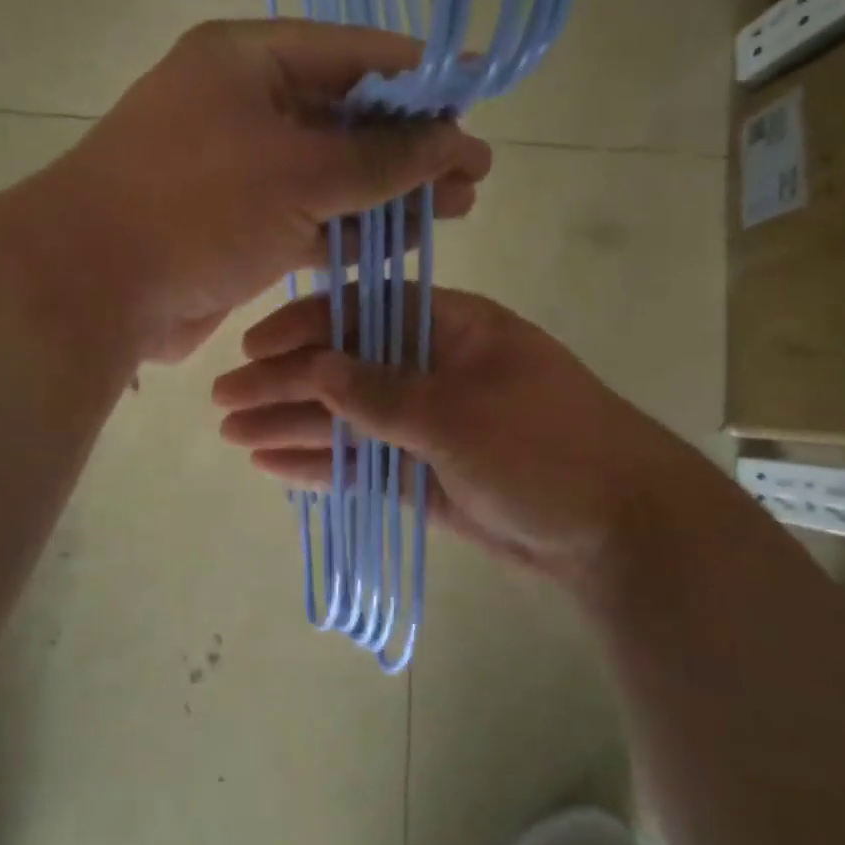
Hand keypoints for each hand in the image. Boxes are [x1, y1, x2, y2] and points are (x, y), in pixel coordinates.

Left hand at [52, 21, 492, 361]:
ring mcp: (238, 169)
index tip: (478, 92)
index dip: (421, 75)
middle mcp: (242, 106)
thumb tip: (454, 141)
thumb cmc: (196, 205)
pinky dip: (352, 227)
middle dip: (412, 144)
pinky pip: (308, 216)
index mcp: (248, 62)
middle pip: (345, 116)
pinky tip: (402, 238)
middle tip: (474, 171)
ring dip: (389, 190)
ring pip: (331, 173)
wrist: (93, 287)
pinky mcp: (237, 224)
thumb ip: (383, 157)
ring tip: (457, 207)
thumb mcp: (300, 173)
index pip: (352, 53)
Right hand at [211, 287, 703, 595]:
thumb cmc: (545, 448)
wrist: (620, 532)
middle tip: (225, 401)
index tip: (254, 349)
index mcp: (452, 328)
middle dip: (285, 383)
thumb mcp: (458, 413)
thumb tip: (312, 367)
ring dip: (293, 425)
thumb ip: (379, 392)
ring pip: (348, 418)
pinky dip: (323, 464)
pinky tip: (274, 464)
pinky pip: (364, 461)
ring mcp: (427, 423)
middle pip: (346, 367)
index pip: (365, 312)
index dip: (306, 327)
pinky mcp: (424, 472)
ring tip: (233, 433)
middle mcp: (434, 368)